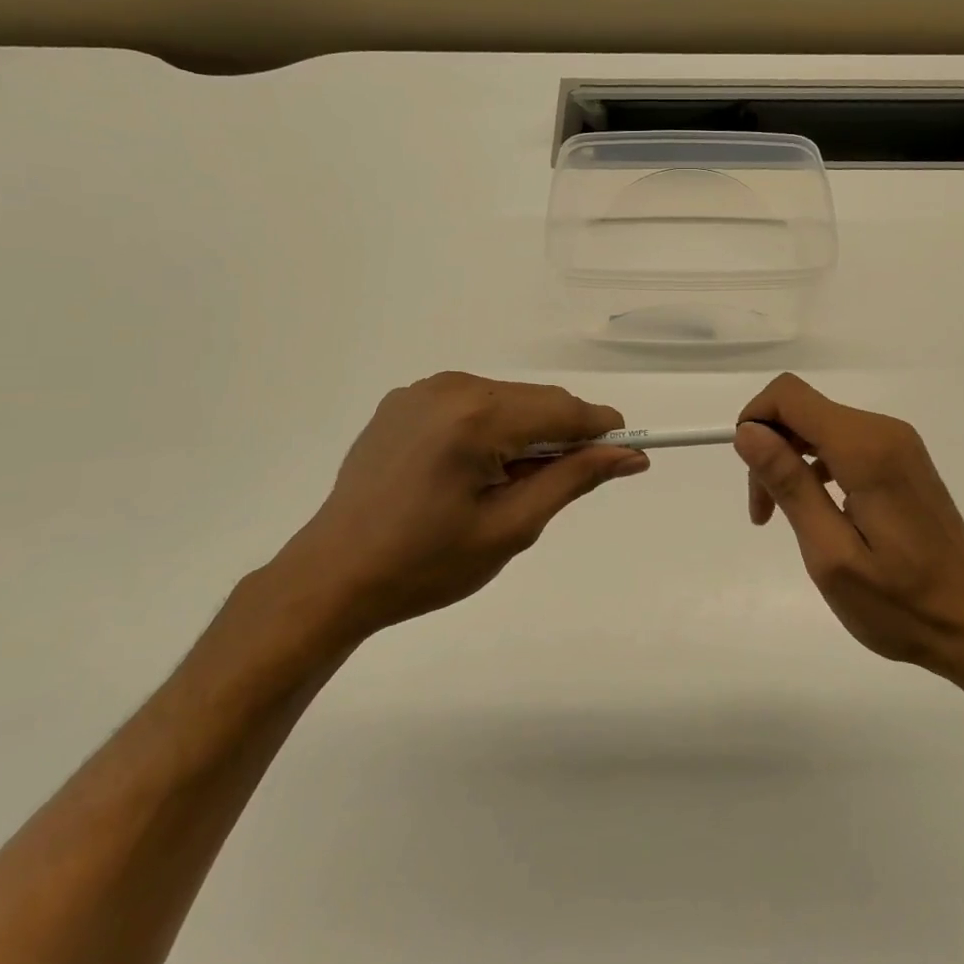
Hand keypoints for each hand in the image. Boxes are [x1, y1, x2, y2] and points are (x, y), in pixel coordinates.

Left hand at [246, 373, 647, 654]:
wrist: (334, 576)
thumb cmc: (427, 564)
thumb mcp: (512, 527)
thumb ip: (573, 480)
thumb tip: (629, 455)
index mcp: (477, 416)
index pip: (563, 409)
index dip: (602, 430)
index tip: (627, 455)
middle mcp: (450, 387)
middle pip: (535, 400)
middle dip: (561, 436)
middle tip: (559, 486)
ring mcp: (421, 391)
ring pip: (504, 400)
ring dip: (524, 433)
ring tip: (507, 485)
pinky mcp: (402, 402)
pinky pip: (468, 404)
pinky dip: (489, 429)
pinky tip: (471, 471)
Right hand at [735, 373, 963, 680]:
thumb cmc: (900, 603)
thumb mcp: (830, 553)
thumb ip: (789, 485)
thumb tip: (747, 432)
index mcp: (866, 449)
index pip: (789, 395)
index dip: (755, 421)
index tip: (750, 475)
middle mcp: (883, 432)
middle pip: (802, 409)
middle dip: (770, 448)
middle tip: (764, 512)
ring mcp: (897, 445)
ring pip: (819, 426)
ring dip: (790, 461)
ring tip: (783, 517)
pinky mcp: (901, 461)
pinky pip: (843, 444)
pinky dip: (816, 468)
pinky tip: (816, 510)